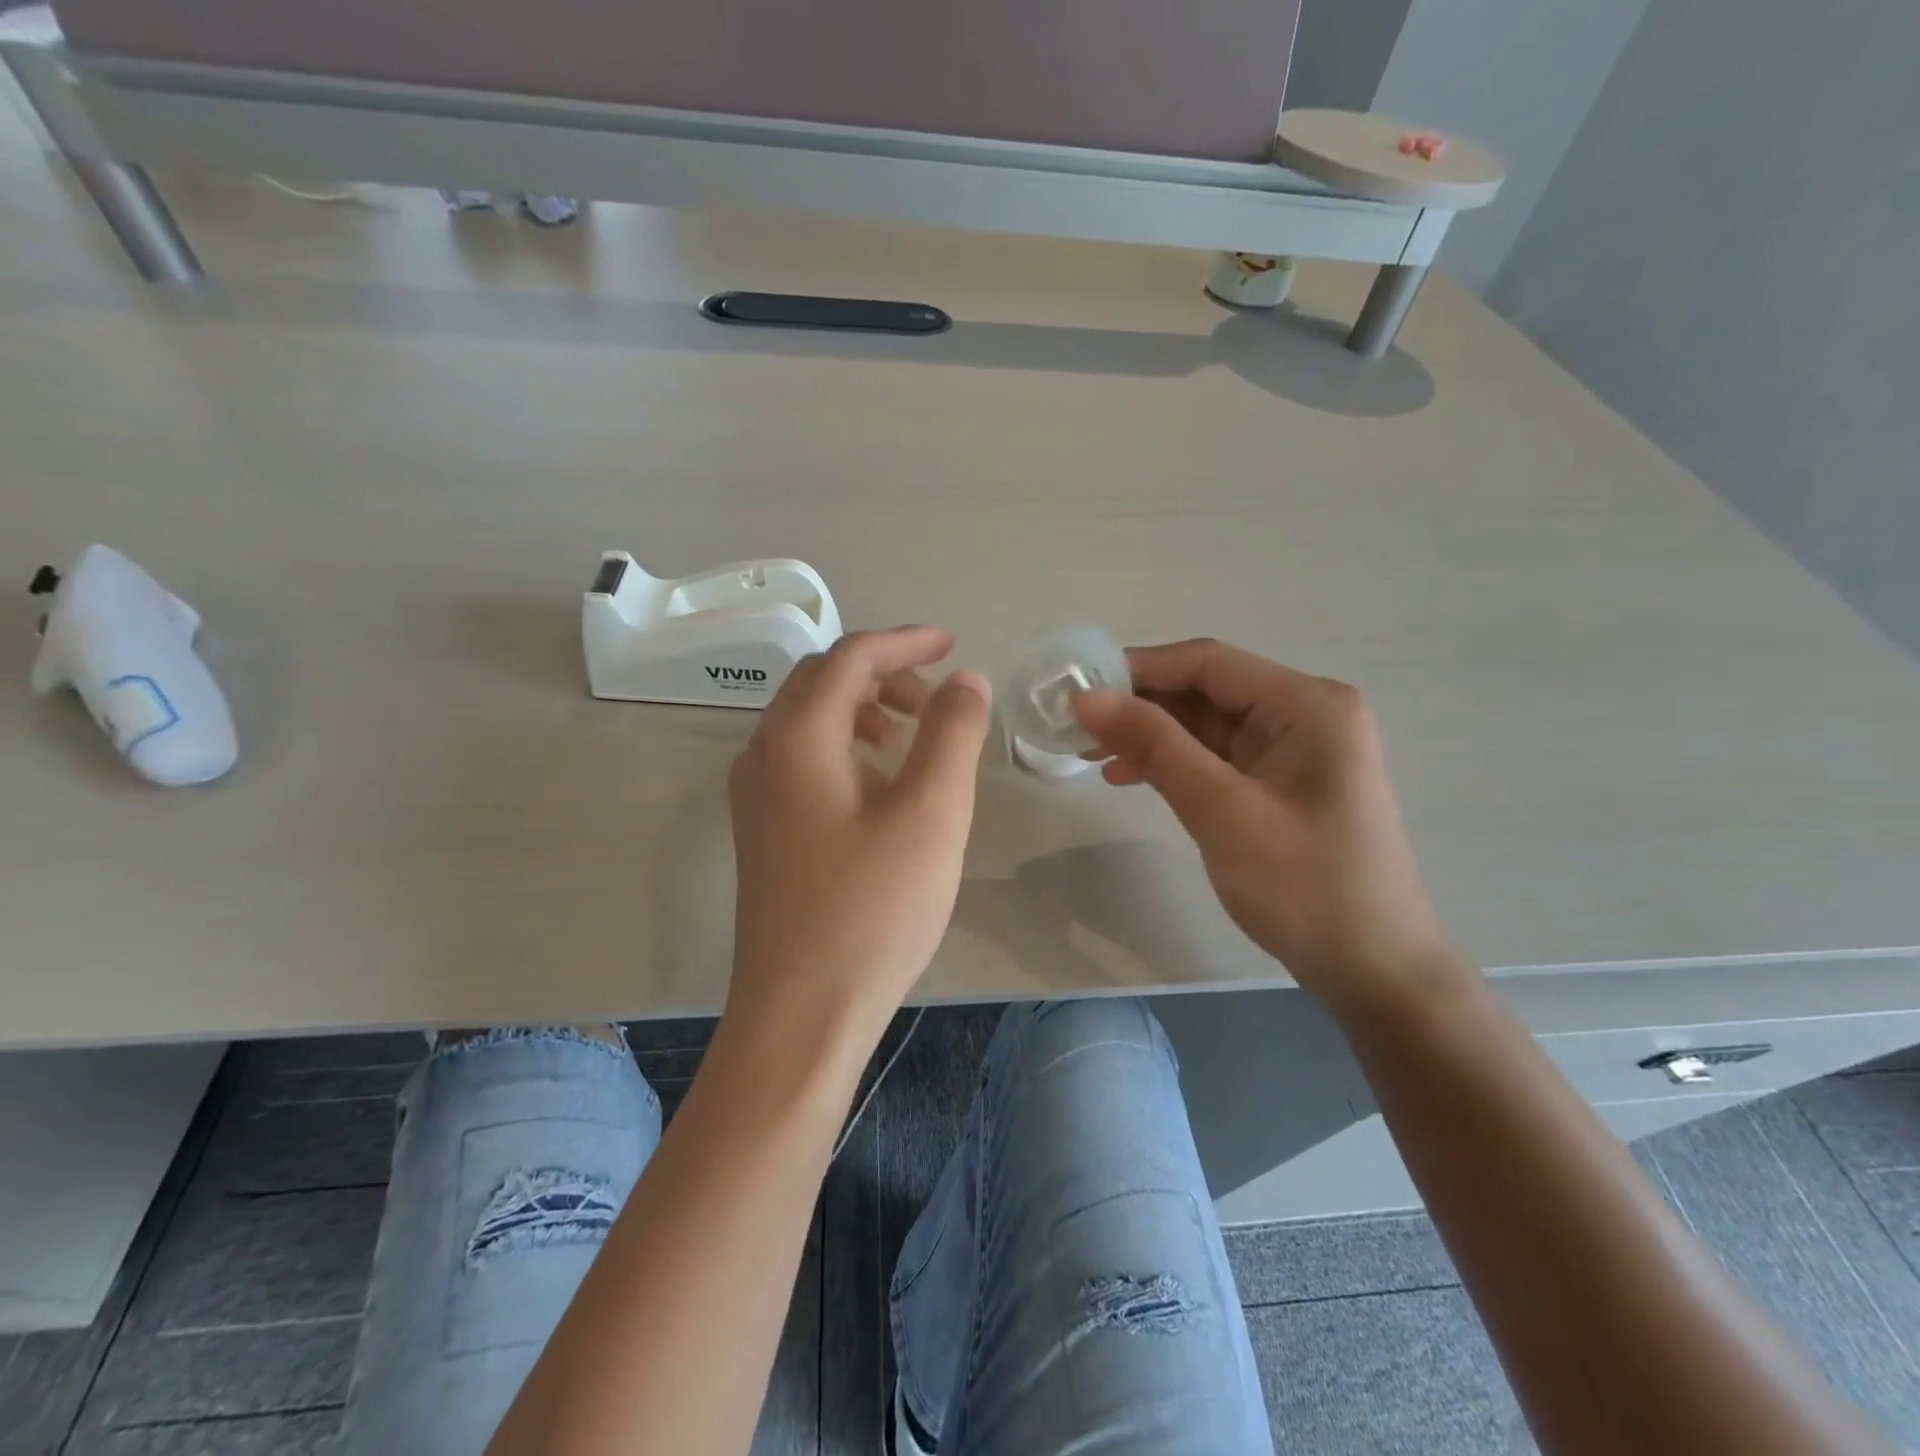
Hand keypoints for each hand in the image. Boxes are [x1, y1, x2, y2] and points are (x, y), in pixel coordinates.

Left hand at [727, 627, 991, 1045]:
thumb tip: (964, 680)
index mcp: (797, 737)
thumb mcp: (931, 812)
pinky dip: (847, 747)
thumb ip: (951, 733)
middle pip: (822, 681)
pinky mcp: (764, 832)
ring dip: (864, 710)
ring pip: (809, 721)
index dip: (905, 643)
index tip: (953, 646)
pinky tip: (882, 786)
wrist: (801, 1014)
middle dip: (883, 674)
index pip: (850, 658)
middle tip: (938, 699)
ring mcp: (755, 796)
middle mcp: (763, 754)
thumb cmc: (872, 909)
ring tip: (914, 738)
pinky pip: (803, 760)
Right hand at [1075, 639, 1450, 1007]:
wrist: (1375, 972)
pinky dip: (1173, 763)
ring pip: (1206, 724)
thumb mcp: (1222, 811)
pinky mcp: (1283, 783)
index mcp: (1308, 705)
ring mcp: (1296, 750)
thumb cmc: (1306, 888)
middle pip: (1206, 689)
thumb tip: (1088, 698)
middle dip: (1140, 705)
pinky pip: (1217, 756)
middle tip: (1075, 727)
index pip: (1208, 662)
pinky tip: (1130, 776)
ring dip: (1151, 735)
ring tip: (1091, 755)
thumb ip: (1155, 746)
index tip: (1077, 689)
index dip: (1138, 669)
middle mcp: (1306, 713)